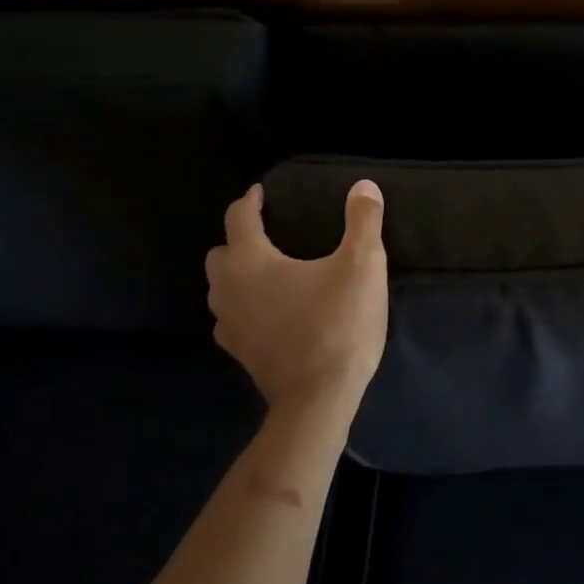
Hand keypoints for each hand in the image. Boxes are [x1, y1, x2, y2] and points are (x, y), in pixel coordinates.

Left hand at [205, 179, 388, 416]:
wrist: (320, 397)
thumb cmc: (339, 323)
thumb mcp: (363, 264)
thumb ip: (363, 221)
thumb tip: (364, 185)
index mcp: (251, 262)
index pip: (239, 218)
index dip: (250, 201)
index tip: (261, 192)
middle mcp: (229, 290)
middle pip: (219, 254)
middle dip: (238, 239)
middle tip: (267, 233)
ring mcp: (230, 326)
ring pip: (220, 289)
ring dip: (237, 274)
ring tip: (267, 271)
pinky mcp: (241, 353)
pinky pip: (231, 318)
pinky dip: (243, 306)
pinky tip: (268, 311)